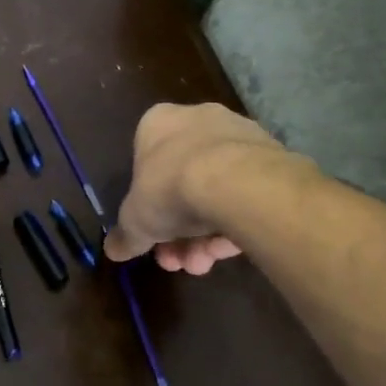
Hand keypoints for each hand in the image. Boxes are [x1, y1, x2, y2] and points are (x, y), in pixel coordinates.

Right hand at [105, 103, 296, 273]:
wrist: (237, 183)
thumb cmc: (169, 188)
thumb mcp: (135, 220)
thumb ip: (125, 236)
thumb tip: (113, 251)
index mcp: (158, 123)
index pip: (145, 162)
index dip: (146, 205)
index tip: (150, 234)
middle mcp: (198, 120)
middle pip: (182, 182)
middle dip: (177, 230)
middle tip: (176, 260)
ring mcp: (239, 137)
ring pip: (215, 192)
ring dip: (204, 235)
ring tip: (202, 264)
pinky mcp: (273, 157)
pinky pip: (246, 195)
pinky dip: (235, 224)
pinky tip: (229, 252)